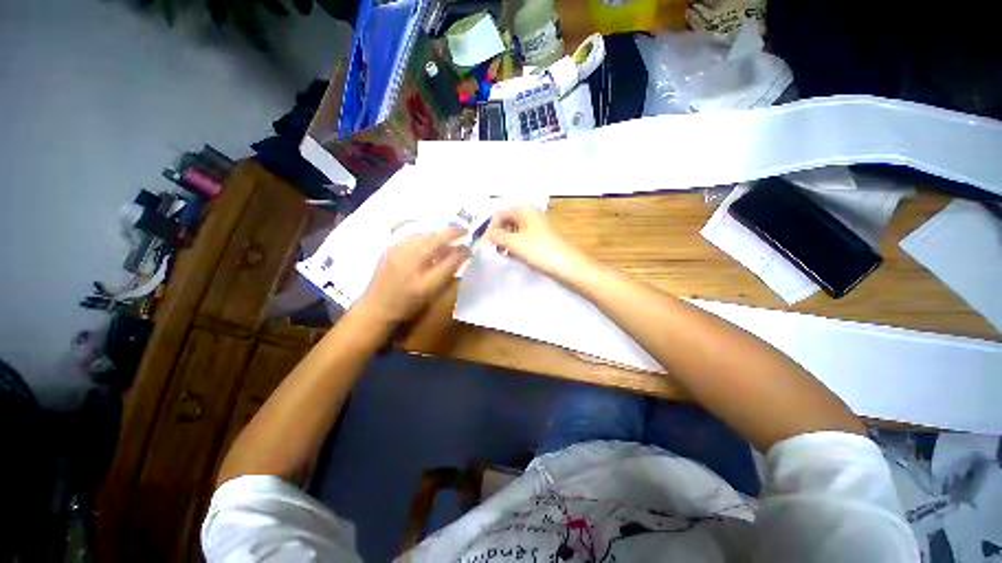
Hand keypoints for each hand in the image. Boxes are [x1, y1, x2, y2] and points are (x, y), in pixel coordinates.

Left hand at [357, 229, 469, 324]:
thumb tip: (463, 252)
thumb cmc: (407, 303)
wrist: (376, 307)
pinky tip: (428, 245)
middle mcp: (407, 253)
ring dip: (437, 235)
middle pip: (433, 237)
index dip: (460, 244)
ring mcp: (396, 249)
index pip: (445, 248)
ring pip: (422, 235)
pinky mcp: (389, 249)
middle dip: (450, 234)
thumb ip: (448, 269)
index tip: (471, 243)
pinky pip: (412, 237)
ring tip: (447, 240)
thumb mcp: (431, 290)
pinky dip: (425, 238)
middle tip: (463, 234)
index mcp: (418, 265)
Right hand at [485, 207, 589, 279]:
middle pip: (507, 222)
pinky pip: (523, 240)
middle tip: (493, 250)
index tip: (486, 244)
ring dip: (506, 242)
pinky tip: (514, 258)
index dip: (491, 227)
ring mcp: (538, 228)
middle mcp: (531, 215)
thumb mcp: (514, 242)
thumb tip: (485, 234)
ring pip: (515, 232)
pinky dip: (516, 247)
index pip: (500, 213)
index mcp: (525, 210)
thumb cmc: (540, 251)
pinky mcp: (542, 241)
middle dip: (498, 235)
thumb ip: (496, 236)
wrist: (568, 267)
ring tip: (503, 255)